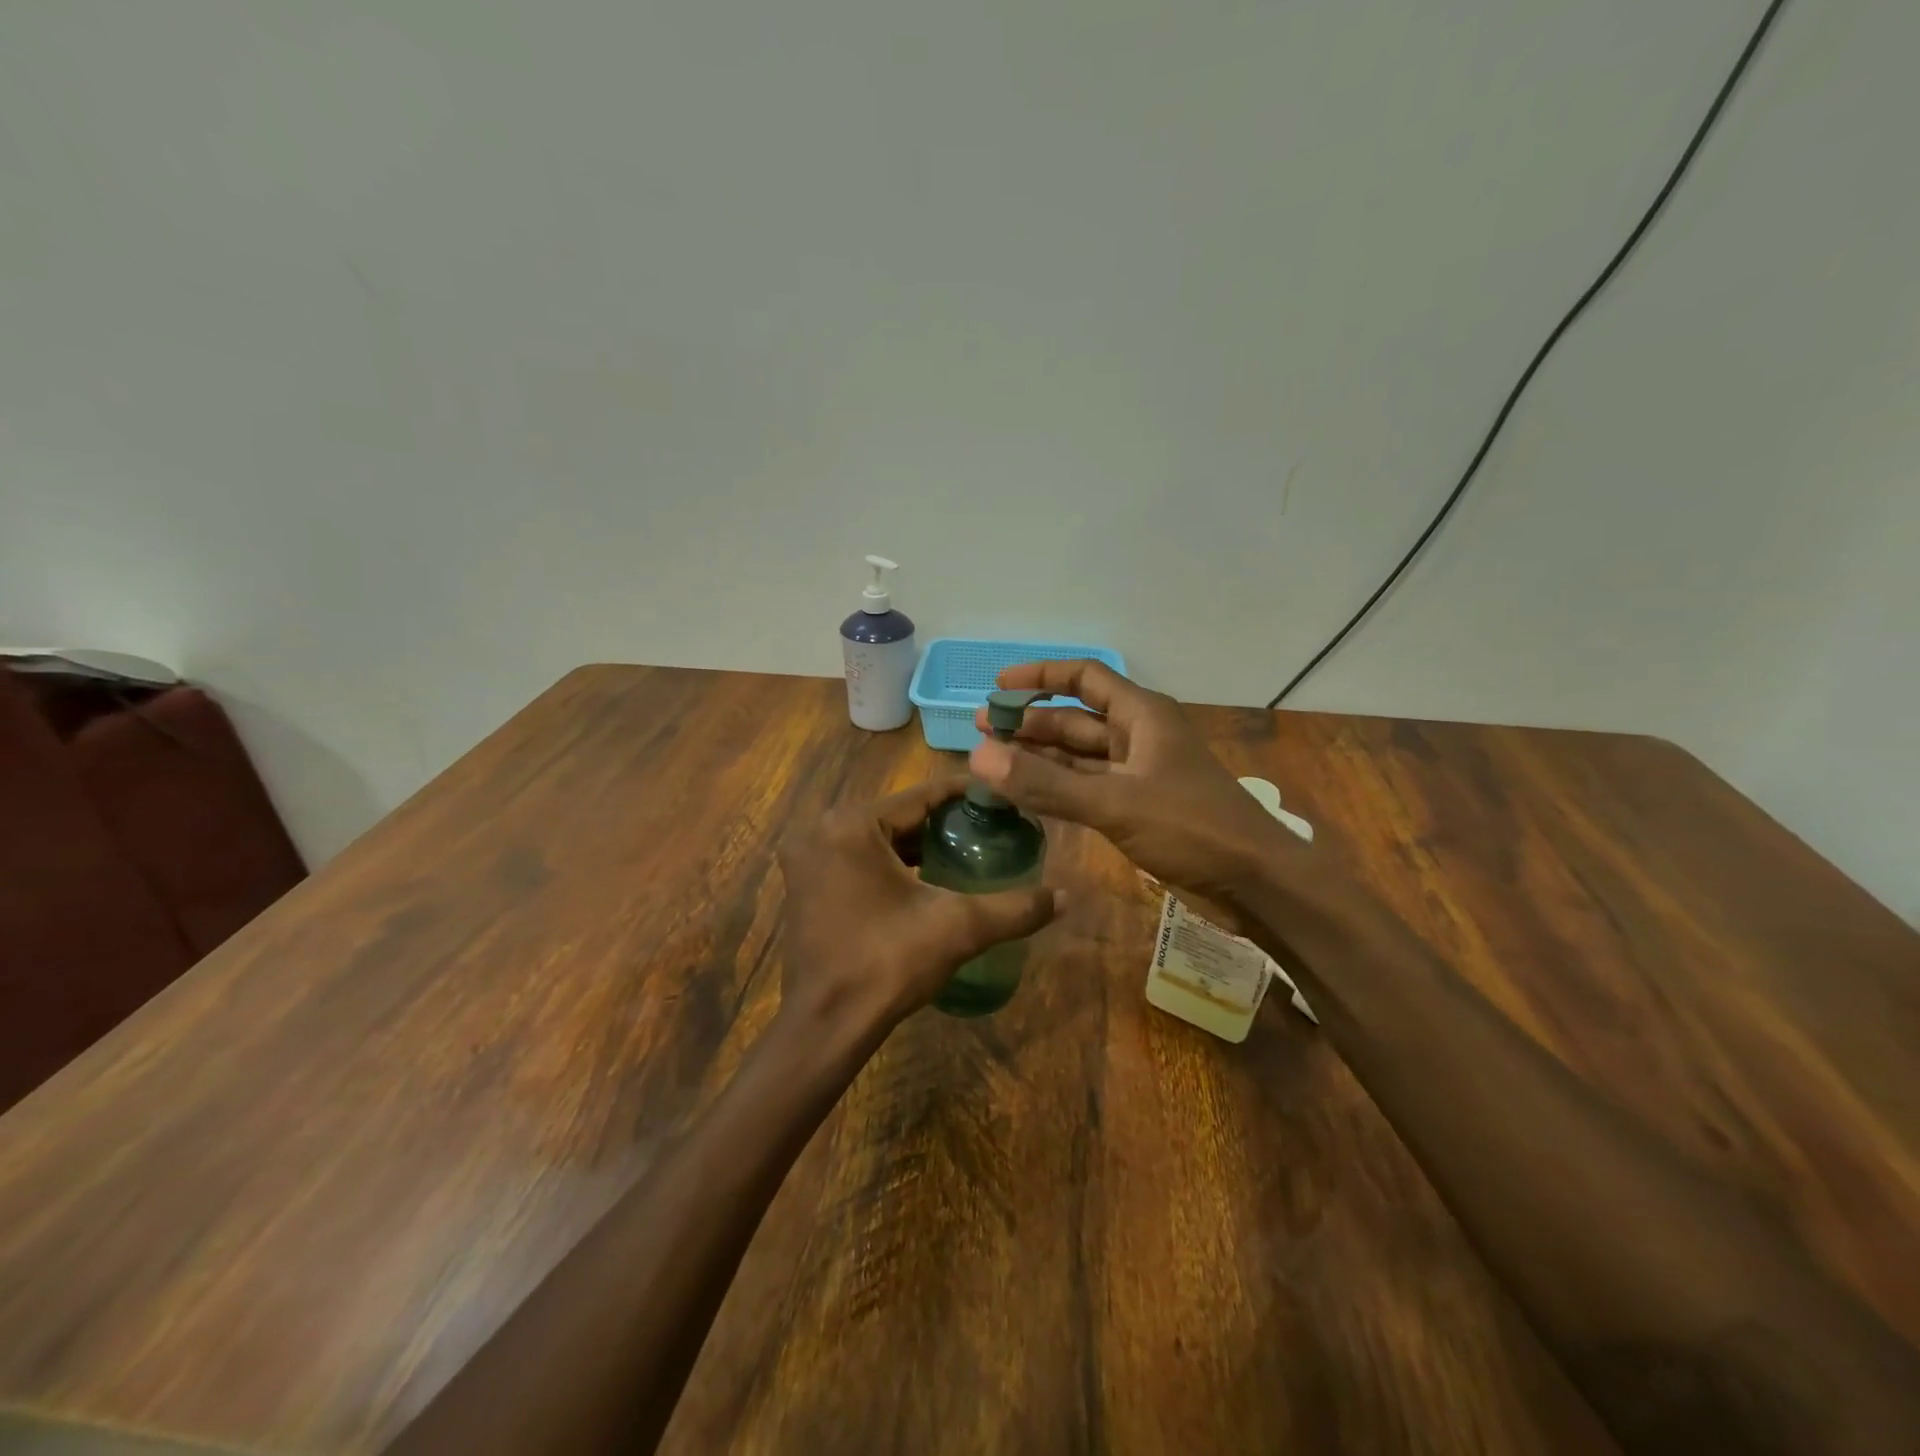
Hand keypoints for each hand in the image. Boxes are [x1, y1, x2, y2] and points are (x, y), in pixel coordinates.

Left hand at [775, 778, 1061, 1043]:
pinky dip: (890, 863)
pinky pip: (857, 858)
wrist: (826, 1027)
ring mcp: (807, 859)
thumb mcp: (959, 928)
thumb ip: (1014, 908)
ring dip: (916, 843)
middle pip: (897, 815)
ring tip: (965, 849)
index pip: (920, 796)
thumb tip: (1065, 896)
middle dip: (943, 821)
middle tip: (989, 826)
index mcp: (851, 825)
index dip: (965, 794)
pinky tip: (926, 878)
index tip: (1002, 797)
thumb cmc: (887, 964)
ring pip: (877, 837)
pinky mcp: (804, 886)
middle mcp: (821, 831)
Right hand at [970, 661, 1309, 928]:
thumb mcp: (1115, 804)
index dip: (1040, 677)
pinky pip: (1088, 788)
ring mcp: (1139, 774)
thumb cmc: (1193, 828)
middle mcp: (1139, 737)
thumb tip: (979, 758)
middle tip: (982, 731)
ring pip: (1080, 757)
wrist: (1257, 884)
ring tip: (993, 761)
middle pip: (1076, 719)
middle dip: (1031, 723)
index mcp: (1143, 716)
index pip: (1084, 678)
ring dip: (1040, 757)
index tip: (998, 686)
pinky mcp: (1139, 808)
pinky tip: (1027, 795)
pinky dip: (1058, 788)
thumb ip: (1046, 783)